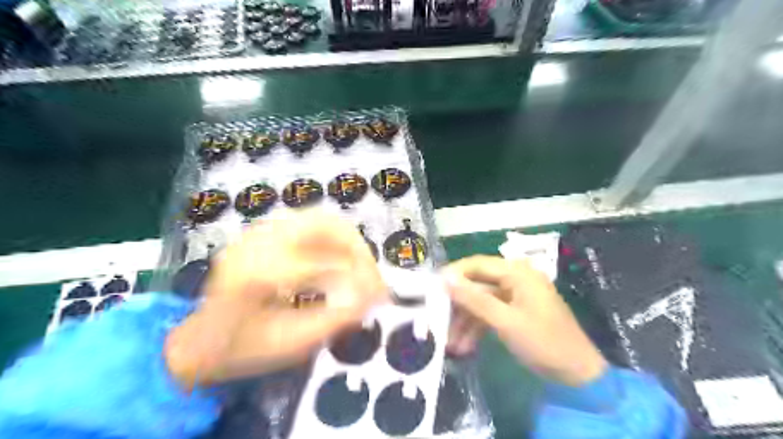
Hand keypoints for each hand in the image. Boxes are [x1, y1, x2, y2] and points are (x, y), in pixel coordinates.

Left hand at [166, 210, 385, 388]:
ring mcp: (258, 232)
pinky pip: (310, 224)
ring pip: (320, 218)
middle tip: (373, 276)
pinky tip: (340, 262)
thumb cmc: (240, 349)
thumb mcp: (289, 345)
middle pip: (322, 224)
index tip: (381, 296)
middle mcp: (256, 242)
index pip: (320, 263)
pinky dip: (334, 240)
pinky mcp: (264, 232)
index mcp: (254, 274)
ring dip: (348, 241)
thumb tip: (373, 297)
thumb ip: (334, 319)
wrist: (199, 340)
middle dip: (357, 248)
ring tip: (361, 268)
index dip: (357, 276)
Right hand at [447, 255, 604, 386]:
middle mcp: (515, 278)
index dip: (453, 275)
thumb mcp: (505, 321)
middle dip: (457, 305)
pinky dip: (476, 328)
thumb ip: (474, 299)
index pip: (476, 264)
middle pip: (476, 284)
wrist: (576, 375)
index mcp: (517, 272)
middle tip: (437, 320)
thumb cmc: (543, 342)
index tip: (431, 290)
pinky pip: (489, 314)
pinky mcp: (514, 312)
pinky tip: (464, 346)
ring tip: (449, 343)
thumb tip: (445, 279)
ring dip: (464, 321)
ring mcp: (514, 296)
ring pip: (480, 302)